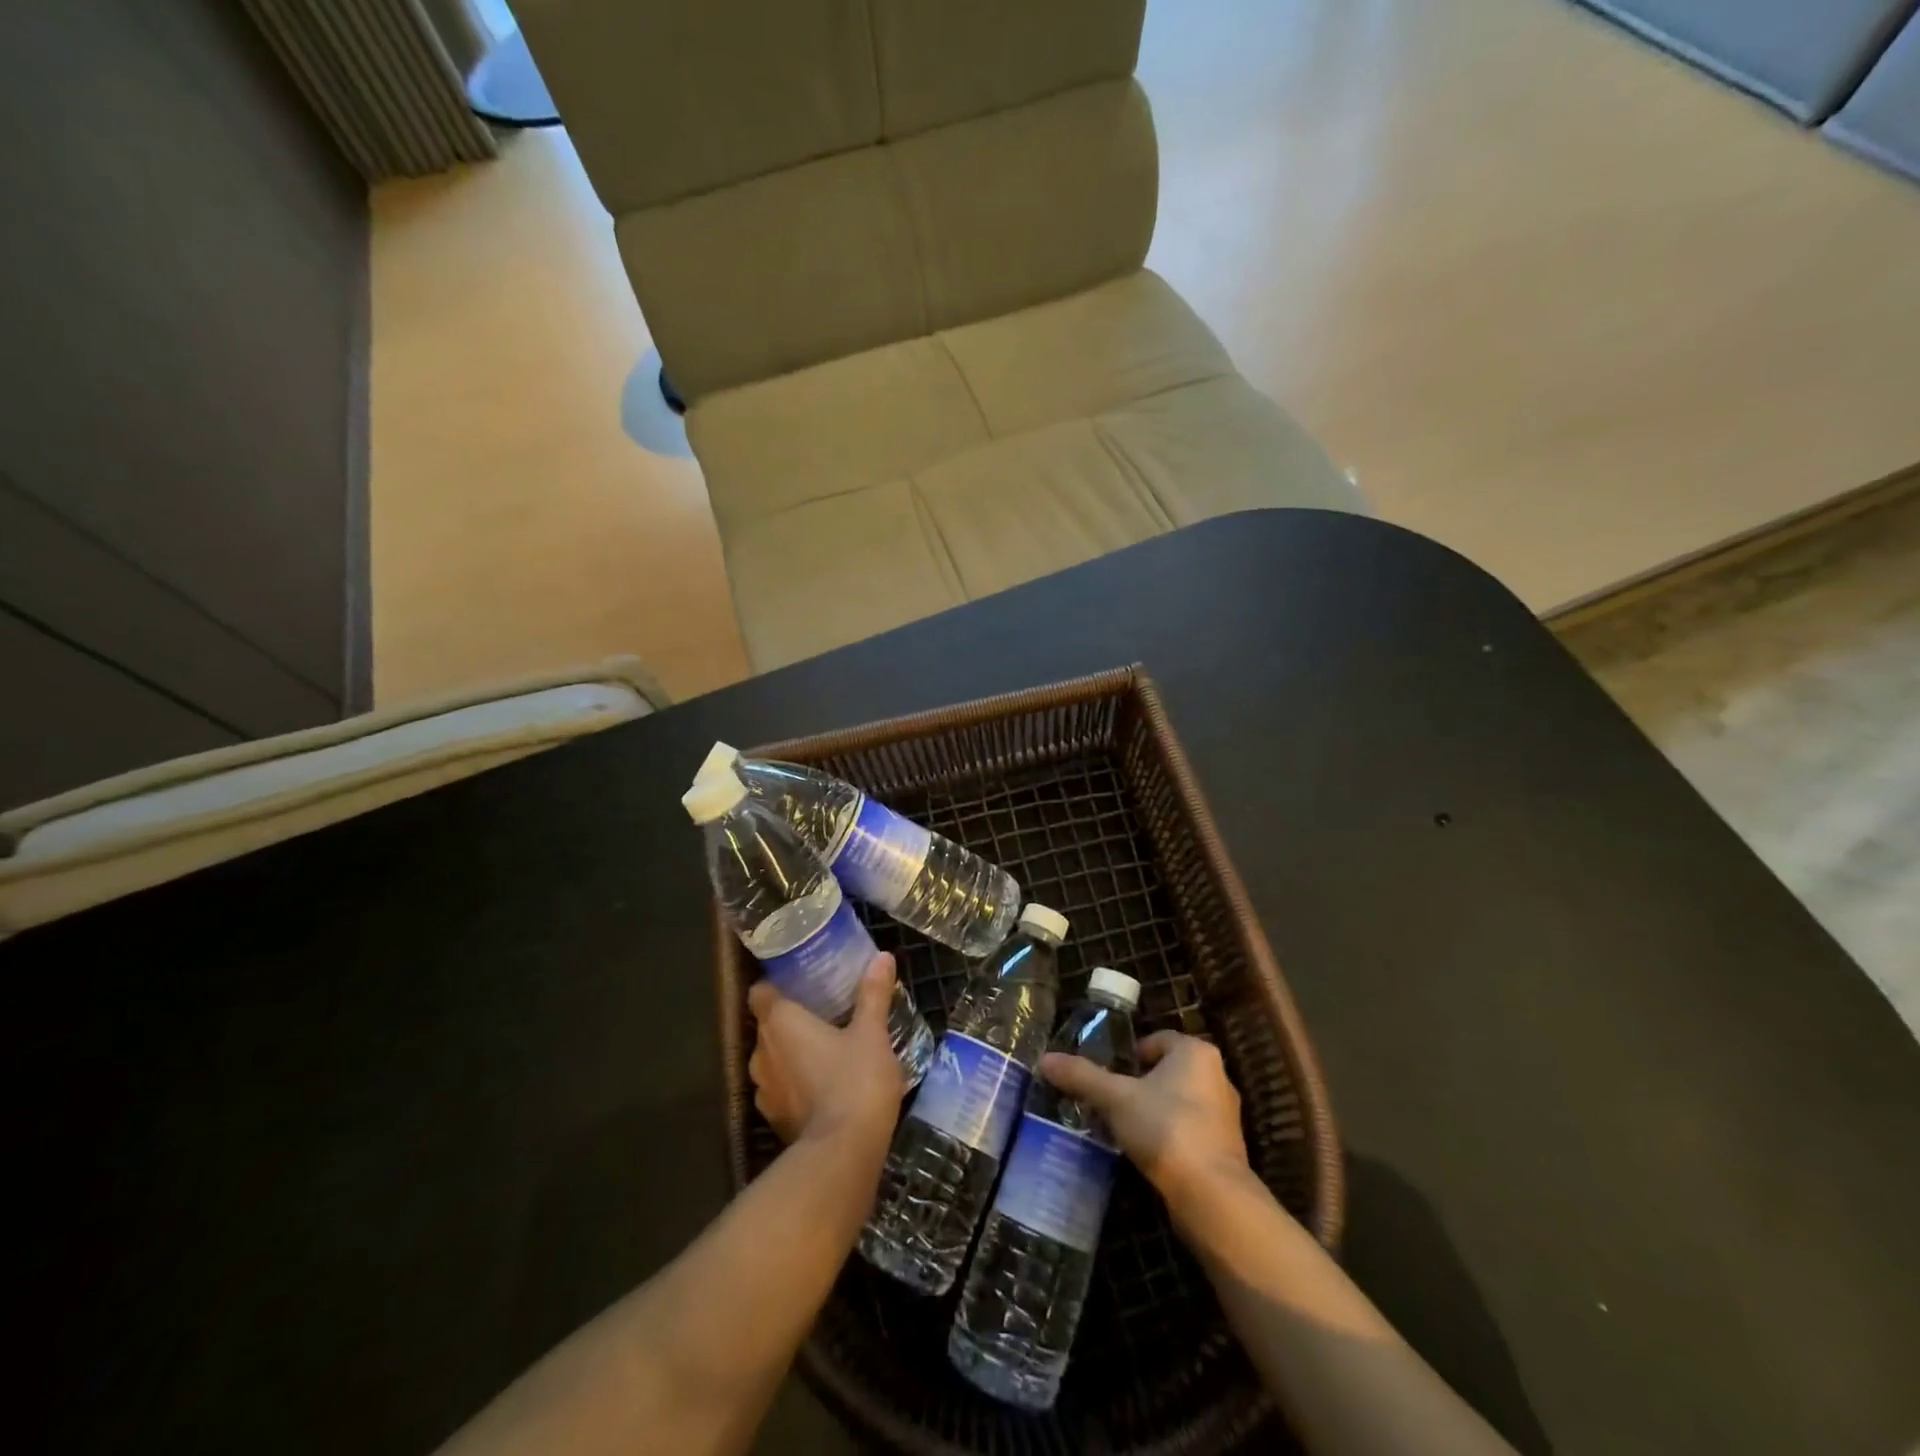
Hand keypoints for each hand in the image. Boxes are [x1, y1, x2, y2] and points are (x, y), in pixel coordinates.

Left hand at [748, 953, 904, 1148]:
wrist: (843, 1154)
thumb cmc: (855, 1081)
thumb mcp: (871, 1033)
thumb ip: (873, 994)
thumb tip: (883, 956)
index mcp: (779, 1023)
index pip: (760, 993)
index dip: (775, 985)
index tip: (799, 982)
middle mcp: (762, 1053)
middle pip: (767, 1026)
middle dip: (790, 1020)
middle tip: (823, 1011)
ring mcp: (764, 1091)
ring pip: (772, 1060)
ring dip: (792, 1054)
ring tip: (825, 1047)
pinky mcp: (775, 1121)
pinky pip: (781, 1089)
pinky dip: (796, 1083)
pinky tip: (824, 1083)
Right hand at [1040, 1031, 1250, 1218]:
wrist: (1212, 1196)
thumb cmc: (1165, 1129)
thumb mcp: (1115, 1098)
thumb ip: (1082, 1076)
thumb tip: (1044, 1060)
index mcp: (1195, 1052)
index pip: (1155, 1040)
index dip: (1129, 1056)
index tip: (1109, 1077)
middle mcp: (1217, 1075)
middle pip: (1167, 1070)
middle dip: (1139, 1084)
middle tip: (1111, 1101)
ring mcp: (1226, 1114)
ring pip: (1179, 1100)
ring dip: (1154, 1110)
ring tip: (1125, 1128)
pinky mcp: (1227, 1147)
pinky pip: (1190, 1129)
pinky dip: (1170, 1135)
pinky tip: (1148, 1152)